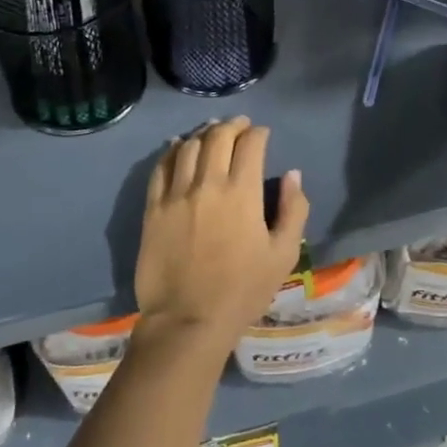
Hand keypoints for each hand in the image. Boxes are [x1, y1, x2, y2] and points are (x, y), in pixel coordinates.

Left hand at [134, 117, 309, 355]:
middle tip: (240, 126)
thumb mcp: (283, 255)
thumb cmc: (243, 290)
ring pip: (188, 147)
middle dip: (232, 126)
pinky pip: (160, 168)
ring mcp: (176, 194)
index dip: (259, 134)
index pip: (251, 145)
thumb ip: (294, 210)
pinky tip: (178, 147)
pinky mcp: (153, 208)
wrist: (188, 321)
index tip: (263, 134)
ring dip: (203, 134)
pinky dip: (172, 151)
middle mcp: (207, 184)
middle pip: (217, 137)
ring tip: (211, 133)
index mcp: (242, 193)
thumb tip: (292, 175)